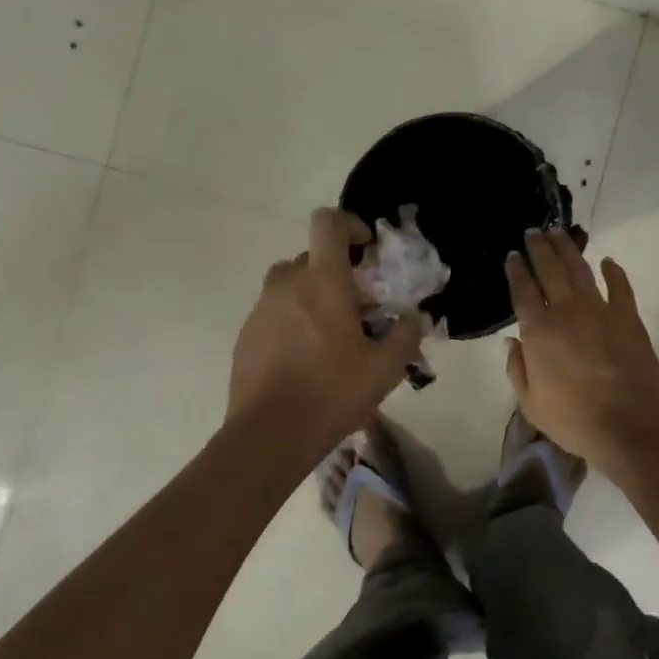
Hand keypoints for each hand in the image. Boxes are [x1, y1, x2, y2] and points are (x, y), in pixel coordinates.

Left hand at [228, 209, 424, 443]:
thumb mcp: (386, 368)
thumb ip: (406, 335)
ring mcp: (261, 309)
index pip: (327, 223)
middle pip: (312, 256)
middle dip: (337, 271)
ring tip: (331, 331)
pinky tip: (306, 357)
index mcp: (323, 281)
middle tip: (358, 305)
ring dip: (312, 293)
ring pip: (290, 283)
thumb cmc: (332, 393)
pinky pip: (274, 311)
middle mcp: (287, 284)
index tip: (366, 250)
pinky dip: (292, 319)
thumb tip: (412, 317)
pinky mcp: (246, 335)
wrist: (269, 435)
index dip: (349, 224)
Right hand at [504, 229, 658, 469]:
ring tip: (559, 234)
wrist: (628, 425)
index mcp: (538, 331)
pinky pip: (620, 286)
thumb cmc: (574, 419)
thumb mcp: (531, 403)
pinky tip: (607, 261)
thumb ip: (517, 369)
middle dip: (539, 249)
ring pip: (580, 270)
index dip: (516, 270)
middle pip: (550, 270)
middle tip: (533, 232)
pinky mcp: (628, 317)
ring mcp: (599, 310)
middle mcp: (566, 311)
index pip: (523, 290)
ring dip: (568, 249)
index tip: (512, 255)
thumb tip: (512, 341)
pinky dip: (614, 271)